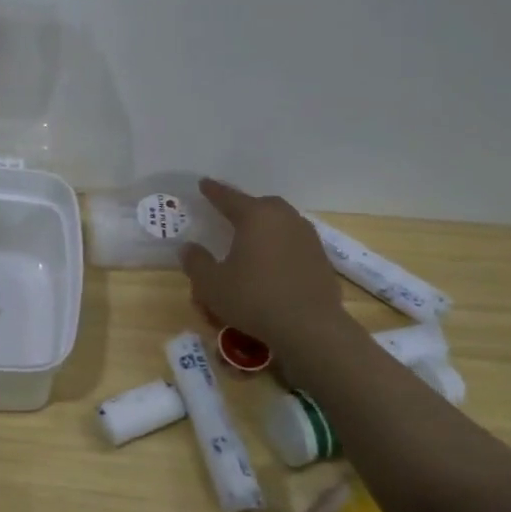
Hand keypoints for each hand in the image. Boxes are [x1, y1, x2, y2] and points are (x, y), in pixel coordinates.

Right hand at [179, 180, 348, 354]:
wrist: (310, 328)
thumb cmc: (254, 299)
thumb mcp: (211, 284)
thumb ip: (196, 262)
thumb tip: (189, 248)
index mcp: (255, 216)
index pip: (228, 197)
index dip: (213, 191)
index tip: (203, 183)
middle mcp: (284, 219)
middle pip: (261, 205)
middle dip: (245, 208)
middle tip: (230, 216)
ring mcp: (307, 238)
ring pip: (282, 222)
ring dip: (266, 227)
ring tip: (252, 242)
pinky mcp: (321, 259)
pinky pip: (294, 243)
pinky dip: (280, 247)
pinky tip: (272, 265)